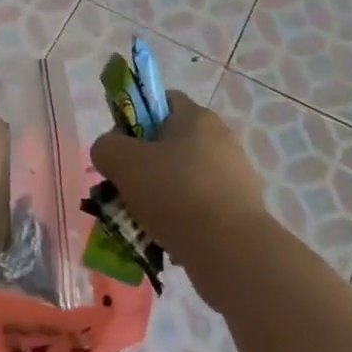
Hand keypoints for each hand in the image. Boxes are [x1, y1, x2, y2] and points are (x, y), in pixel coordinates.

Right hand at [91, 91, 269, 282]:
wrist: (232, 251)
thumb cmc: (175, 192)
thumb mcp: (123, 162)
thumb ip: (106, 147)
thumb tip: (109, 152)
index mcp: (196, 117)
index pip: (162, 101)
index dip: (136, 118)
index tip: (122, 147)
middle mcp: (221, 139)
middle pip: (173, 142)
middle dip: (148, 164)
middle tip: (128, 188)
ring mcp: (236, 175)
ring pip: (186, 178)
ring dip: (165, 195)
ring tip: (145, 221)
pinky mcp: (244, 210)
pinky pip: (203, 208)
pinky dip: (185, 220)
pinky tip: (170, 240)